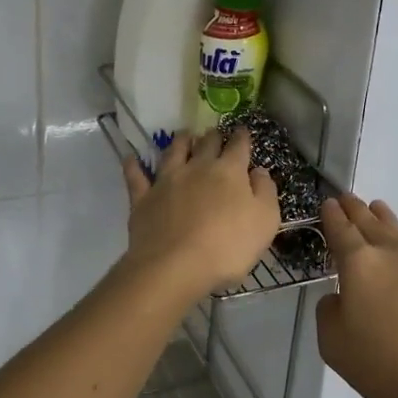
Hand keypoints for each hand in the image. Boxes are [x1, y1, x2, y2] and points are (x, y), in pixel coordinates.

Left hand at [122, 130, 280, 297]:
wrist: (176, 266)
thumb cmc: (228, 246)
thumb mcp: (265, 221)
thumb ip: (266, 192)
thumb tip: (259, 170)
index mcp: (229, 171)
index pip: (238, 146)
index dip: (242, 137)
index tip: (243, 131)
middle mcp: (197, 167)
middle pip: (206, 143)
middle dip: (213, 136)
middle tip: (215, 134)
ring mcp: (167, 181)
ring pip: (173, 151)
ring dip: (181, 141)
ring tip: (184, 135)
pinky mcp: (143, 198)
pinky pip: (136, 176)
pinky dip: (134, 165)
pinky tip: (131, 158)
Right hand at [317, 194, 397, 397]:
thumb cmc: (383, 367)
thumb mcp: (333, 344)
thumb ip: (329, 310)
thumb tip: (341, 296)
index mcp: (358, 263)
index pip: (340, 229)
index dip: (331, 215)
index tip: (328, 204)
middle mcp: (392, 251)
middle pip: (368, 221)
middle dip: (355, 209)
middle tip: (347, 199)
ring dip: (383, 217)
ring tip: (377, 208)